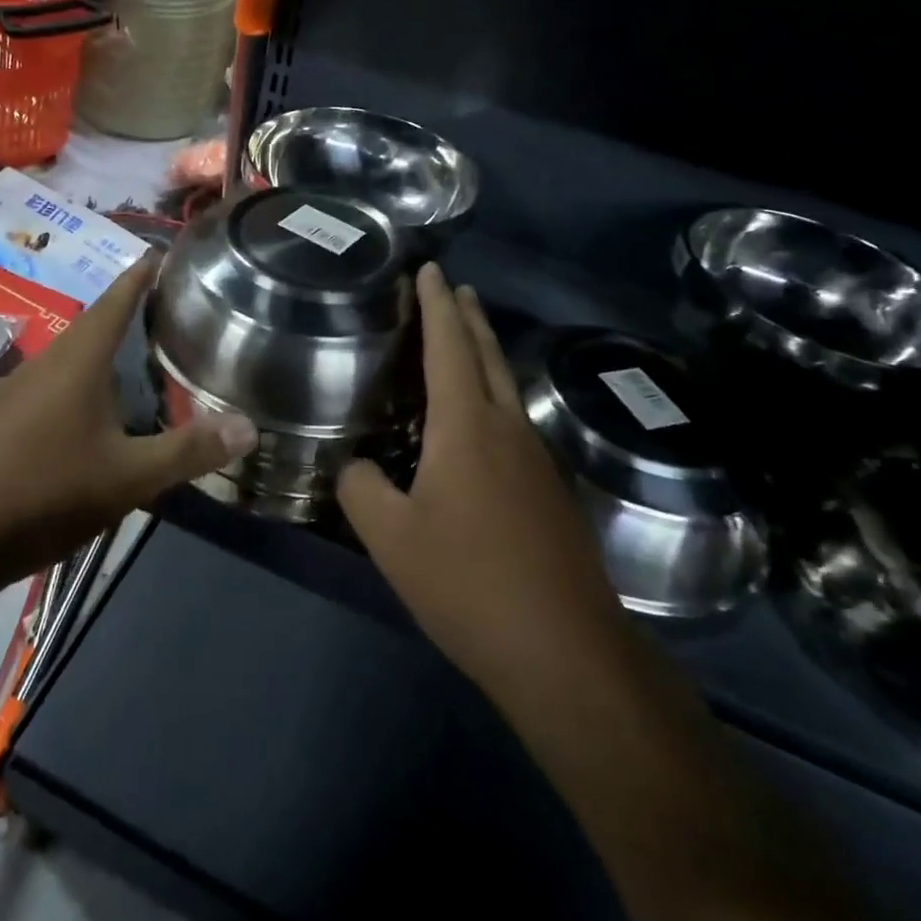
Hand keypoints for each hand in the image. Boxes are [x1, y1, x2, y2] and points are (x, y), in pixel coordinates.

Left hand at [0, 256, 257, 648]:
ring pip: (68, 359)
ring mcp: (12, 390)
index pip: (117, 298)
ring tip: (137, 362)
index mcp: (78, 359)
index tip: (162, 250)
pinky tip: (88, 416)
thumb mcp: (127, 478)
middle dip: (128, 314)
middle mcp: (44, 362)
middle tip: (168, 312)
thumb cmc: (42, 494)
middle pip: (92, 325)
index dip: (141, 273)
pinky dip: (77, 386)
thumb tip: (250, 426)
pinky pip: (47, 387)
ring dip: (102, 354)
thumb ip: (189, 451)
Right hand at [338, 265, 619, 696]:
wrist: (565, 651)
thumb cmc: (468, 582)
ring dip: (485, 354)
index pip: (448, 346)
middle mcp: (507, 428)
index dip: (436, 304)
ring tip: (465, 340)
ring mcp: (537, 459)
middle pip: (487, 355)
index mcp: (466, 426)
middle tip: (455, 287)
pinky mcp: (550, 492)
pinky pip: (515, 422)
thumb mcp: (392, 538)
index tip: (431, 269)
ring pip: (507, 388)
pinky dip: (493, 397)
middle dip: (468, 317)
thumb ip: (362, 490)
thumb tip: (355, 468)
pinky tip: (482, 422)